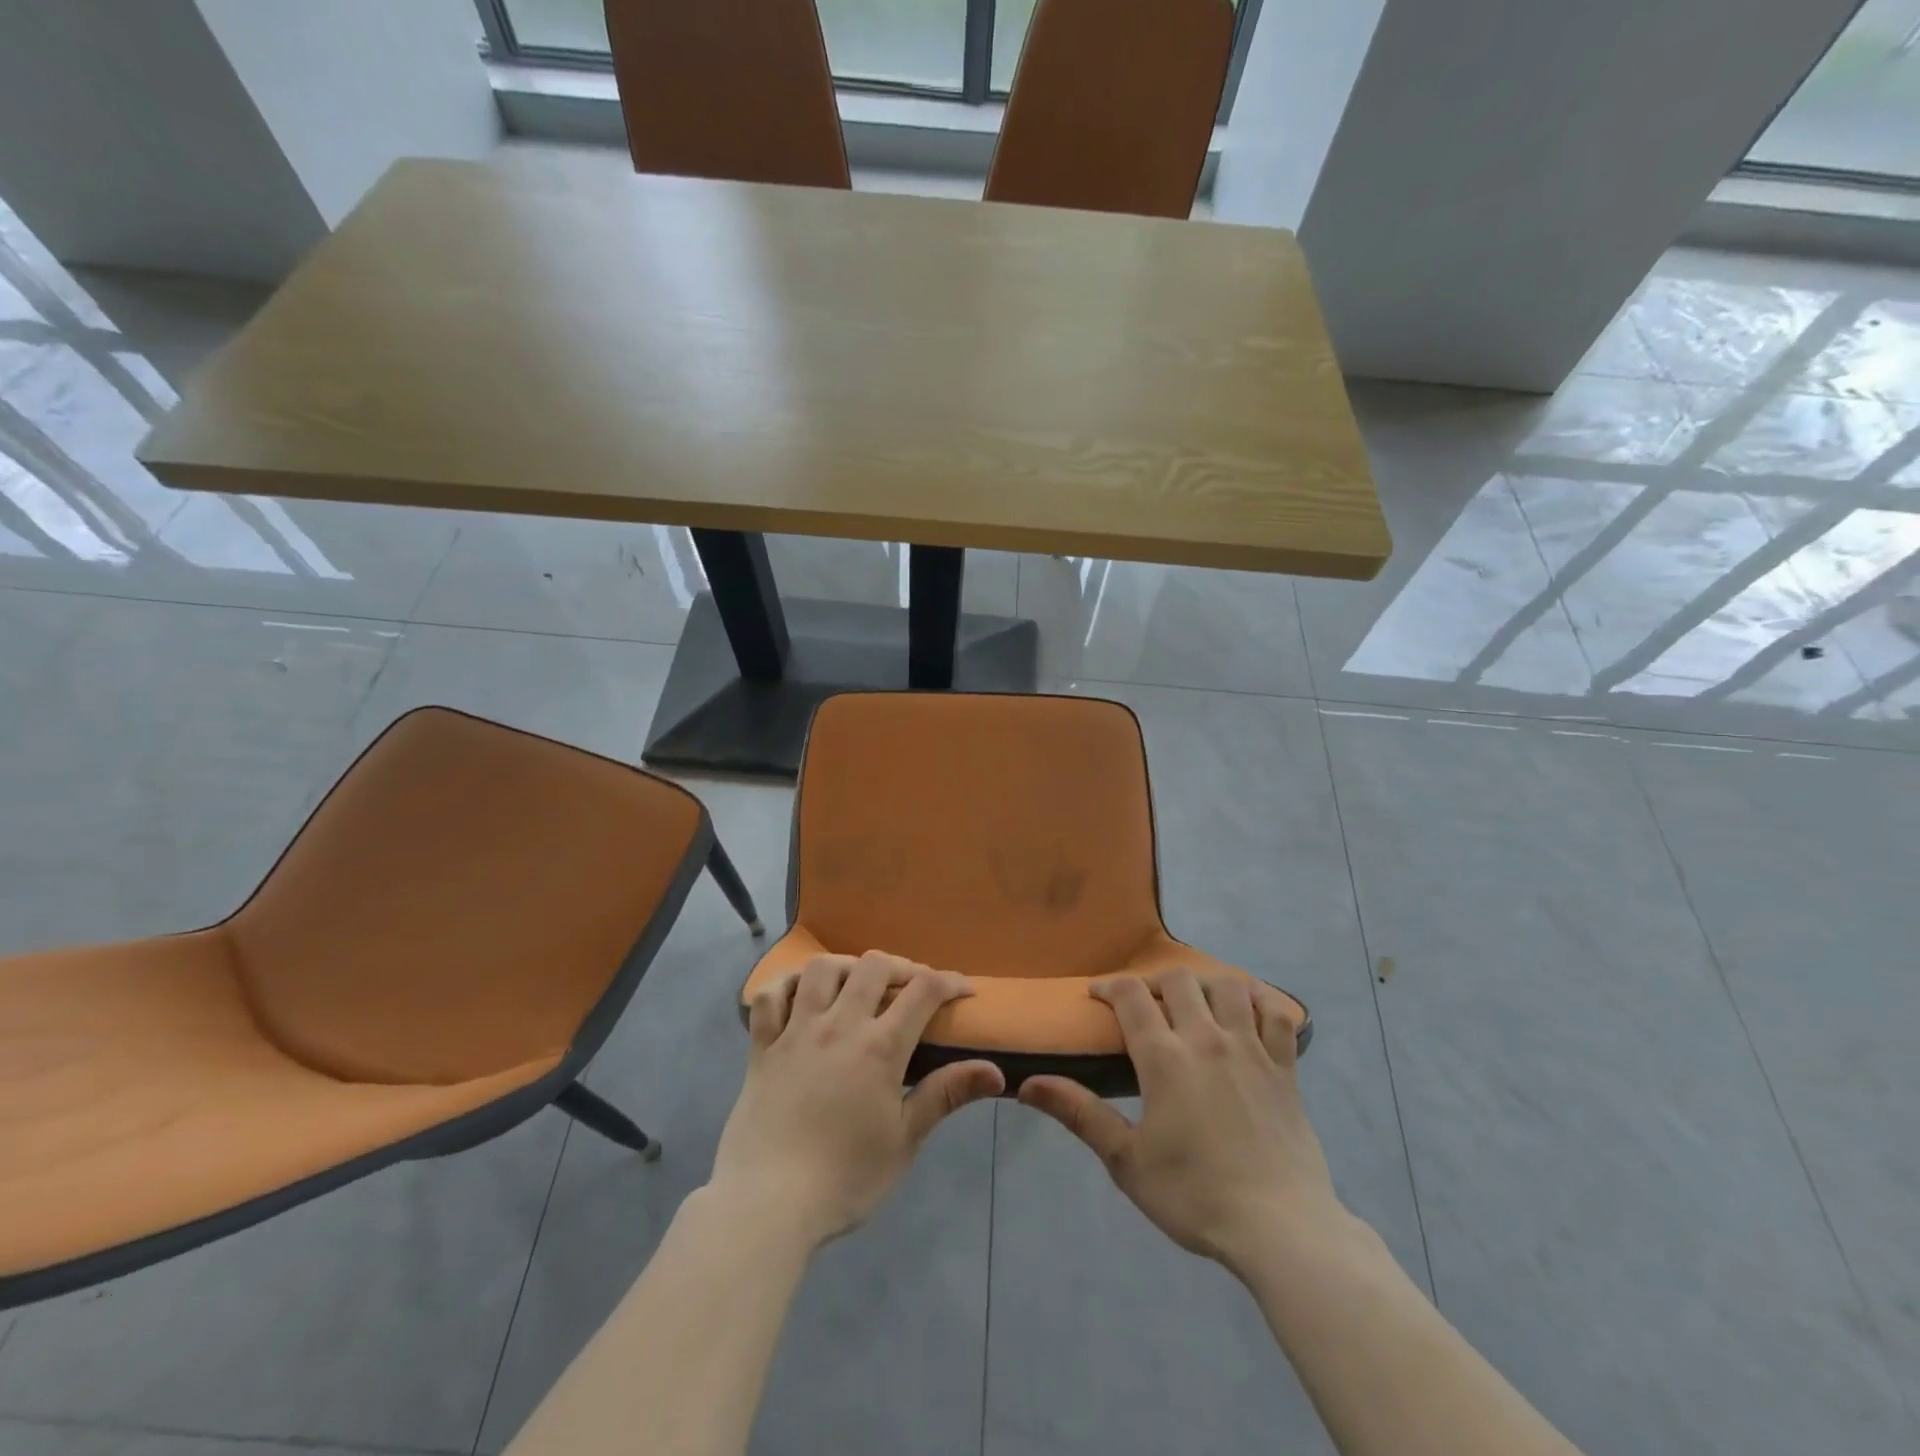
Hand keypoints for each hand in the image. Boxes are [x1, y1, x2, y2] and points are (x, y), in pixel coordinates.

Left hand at [710, 952, 1005, 1245]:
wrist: (767, 1205)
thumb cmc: (845, 1178)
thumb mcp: (904, 1140)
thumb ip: (945, 1095)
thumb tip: (996, 1071)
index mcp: (879, 1047)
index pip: (923, 992)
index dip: (949, 982)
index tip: (963, 990)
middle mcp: (838, 1025)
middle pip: (874, 967)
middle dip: (902, 967)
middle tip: (912, 987)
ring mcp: (796, 1031)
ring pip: (822, 969)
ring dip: (848, 966)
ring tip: (859, 984)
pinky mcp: (762, 1046)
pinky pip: (770, 996)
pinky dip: (786, 983)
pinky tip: (800, 991)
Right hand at [1019, 968, 1339, 1273]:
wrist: (1280, 1230)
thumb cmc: (1195, 1196)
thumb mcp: (1126, 1161)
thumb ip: (1079, 1114)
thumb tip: (1026, 1084)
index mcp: (1164, 1058)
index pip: (1131, 996)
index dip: (1109, 986)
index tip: (1097, 995)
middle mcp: (1206, 1039)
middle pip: (1178, 980)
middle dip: (1154, 982)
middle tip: (1144, 1004)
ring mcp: (1251, 1049)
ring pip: (1228, 986)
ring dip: (1205, 984)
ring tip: (1194, 1003)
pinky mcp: (1285, 1067)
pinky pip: (1277, 1013)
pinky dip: (1262, 1000)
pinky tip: (1249, 1007)